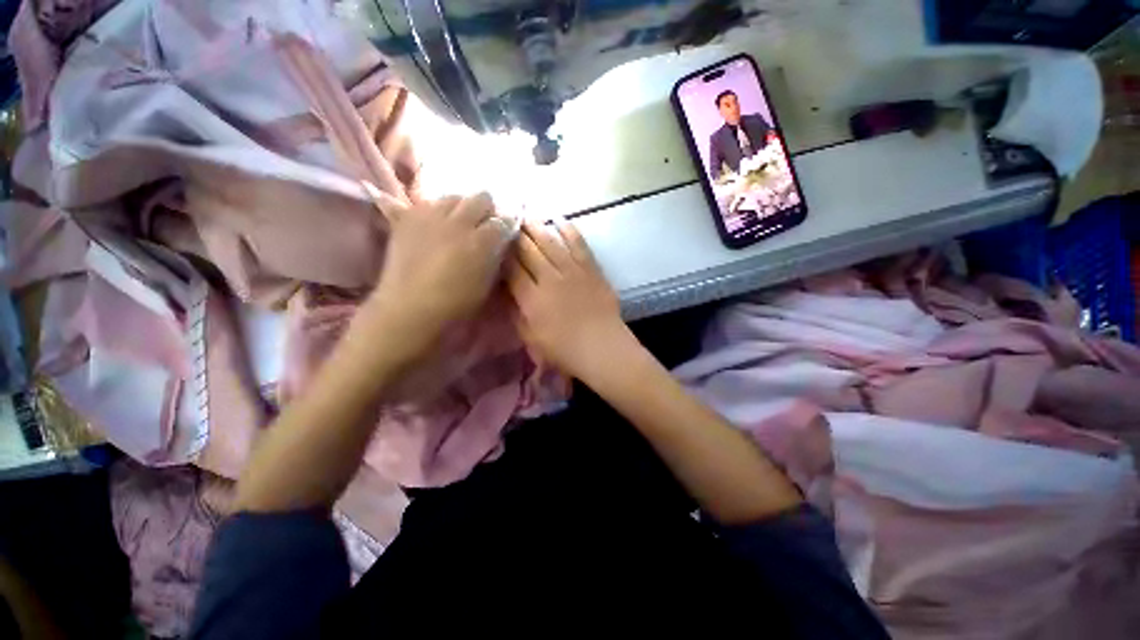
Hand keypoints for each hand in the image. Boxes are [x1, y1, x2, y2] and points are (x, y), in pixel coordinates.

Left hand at [363, 184, 512, 337]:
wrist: (410, 307)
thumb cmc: (456, 303)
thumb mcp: (487, 282)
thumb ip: (496, 256)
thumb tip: (501, 241)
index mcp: (481, 241)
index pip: (504, 220)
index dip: (507, 226)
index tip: (506, 233)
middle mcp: (458, 222)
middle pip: (481, 197)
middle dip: (488, 209)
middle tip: (485, 225)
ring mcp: (431, 216)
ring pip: (454, 196)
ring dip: (462, 207)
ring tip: (459, 223)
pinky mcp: (408, 218)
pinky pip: (428, 203)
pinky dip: (436, 211)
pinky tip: (435, 225)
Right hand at [507, 219, 634, 382]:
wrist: (603, 348)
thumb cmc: (565, 350)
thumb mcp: (531, 338)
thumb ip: (516, 314)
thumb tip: (506, 292)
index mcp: (532, 298)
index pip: (511, 269)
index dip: (501, 254)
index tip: (494, 243)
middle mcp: (550, 279)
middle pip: (528, 250)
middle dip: (515, 235)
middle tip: (506, 221)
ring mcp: (572, 271)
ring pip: (550, 242)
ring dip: (536, 227)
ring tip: (526, 216)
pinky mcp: (591, 269)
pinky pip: (579, 244)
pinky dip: (569, 230)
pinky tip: (559, 219)